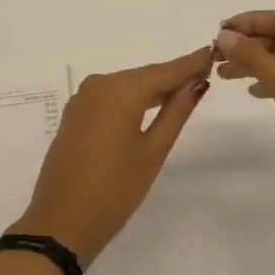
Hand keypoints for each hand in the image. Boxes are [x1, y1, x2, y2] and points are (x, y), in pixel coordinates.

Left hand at [10, 48, 212, 266]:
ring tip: (185, 89)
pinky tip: (150, 106)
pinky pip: (110, 98)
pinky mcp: (75, 115)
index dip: (190, 63)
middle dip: (173, 75)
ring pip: (126, 86)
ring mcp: (83, 99)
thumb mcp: (153, 151)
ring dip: (153, 88)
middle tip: (205, 71)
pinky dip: (132, 99)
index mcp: (120, 89)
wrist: (61, 221)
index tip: (213, 52)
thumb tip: (196, 83)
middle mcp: (99, 84)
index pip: (164, 70)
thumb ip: (176, 112)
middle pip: (144, 76)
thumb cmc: (115, 189)